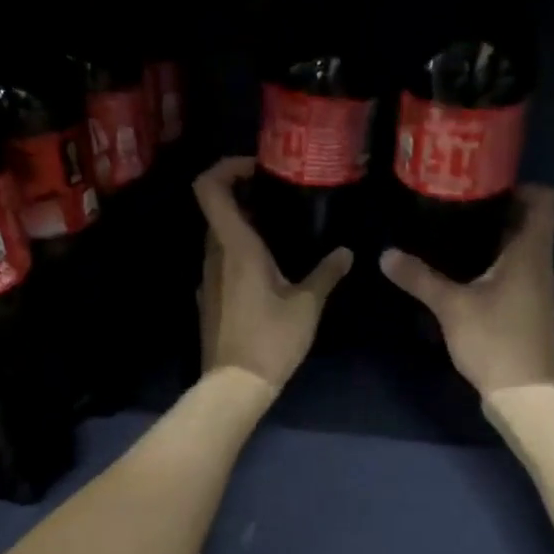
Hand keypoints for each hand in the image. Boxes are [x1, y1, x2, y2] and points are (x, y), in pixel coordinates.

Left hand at [194, 157, 351, 388]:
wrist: (235, 386)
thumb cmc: (271, 339)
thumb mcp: (307, 305)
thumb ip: (326, 273)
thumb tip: (346, 253)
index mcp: (236, 247)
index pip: (210, 188)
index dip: (226, 167)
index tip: (257, 169)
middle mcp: (214, 256)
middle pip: (217, 210)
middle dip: (243, 197)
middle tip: (278, 199)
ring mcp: (207, 279)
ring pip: (219, 239)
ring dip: (243, 228)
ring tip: (279, 234)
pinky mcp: (209, 300)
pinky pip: (221, 264)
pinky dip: (240, 255)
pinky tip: (268, 273)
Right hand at [380, 184, 553, 396]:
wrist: (524, 394)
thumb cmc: (494, 340)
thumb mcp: (451, 307)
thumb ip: (420, 278)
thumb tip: (386, 254)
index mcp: (530, 252)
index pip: (545, 201)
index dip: (522, 186)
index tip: (485, 186)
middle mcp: (540, 265)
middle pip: (529, 224)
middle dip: (497, 212)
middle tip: (457, 207)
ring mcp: (537, 290)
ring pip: (521, 251)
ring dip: (494, 242)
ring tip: (453, 237)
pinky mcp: (528, 311)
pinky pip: (515, 274)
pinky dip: (494, 267)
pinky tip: (464, 276)